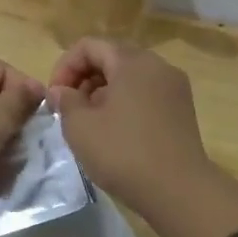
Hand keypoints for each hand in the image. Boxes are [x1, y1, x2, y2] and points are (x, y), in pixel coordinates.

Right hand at [49, 38, 237, 236]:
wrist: (179, 191)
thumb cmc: (124, 152)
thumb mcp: (80, 127)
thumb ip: (65, 101)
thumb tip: (61, 91)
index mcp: (132, 61)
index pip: (89, 46)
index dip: (64, 67)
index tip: (55, 97)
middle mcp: (157, 66)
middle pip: (111, 57)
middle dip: (84, 79)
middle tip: (70, 110)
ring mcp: (174, 87)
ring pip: (129, 77)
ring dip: (103, 92)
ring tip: (90, 123)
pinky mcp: (182, 109)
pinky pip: (145, 94)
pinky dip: (125, 103)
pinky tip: (115, 132)